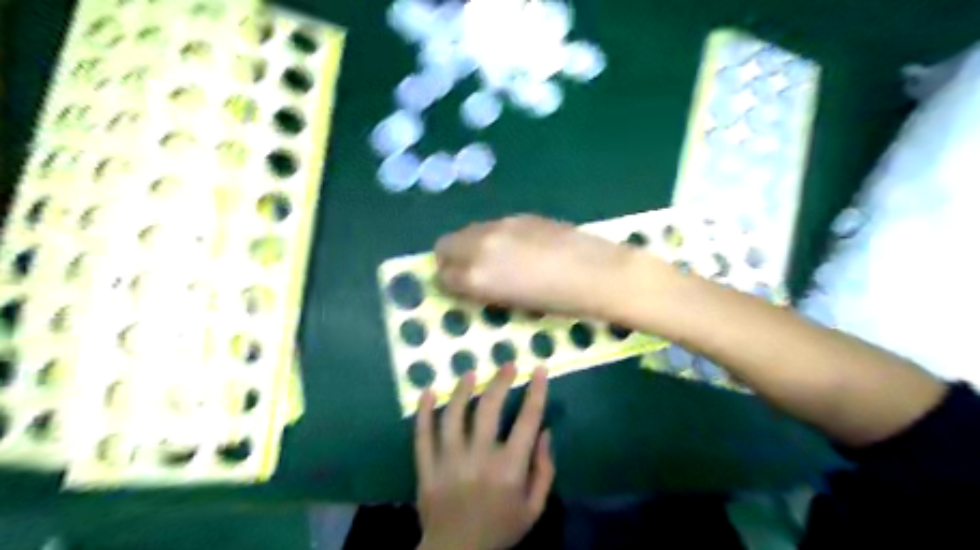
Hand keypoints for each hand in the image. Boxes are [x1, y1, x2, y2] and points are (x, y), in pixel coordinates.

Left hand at [412, 365, 549, 549]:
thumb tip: (545, 431)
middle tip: (507, 364)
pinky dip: (423, 412)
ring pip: (453, 415)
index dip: (536, 391)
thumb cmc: (500, 530)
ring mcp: (448, 462)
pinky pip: (421, 435)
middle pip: (489, 409)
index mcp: (509, 470)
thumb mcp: (534, 508)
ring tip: (470, 373)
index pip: (527, 420)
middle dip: (500, 381)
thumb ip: (544, 470)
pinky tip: (427, 391)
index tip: (538, 368)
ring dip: (462, 389)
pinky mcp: (426, 468)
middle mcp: (478, 459)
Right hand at [436, 214, 634, 317]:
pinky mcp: (519, 216)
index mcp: (476, 275)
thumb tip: (471, 283)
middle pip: (445, 245)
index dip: (448, 283)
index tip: (458, 288)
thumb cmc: (556, 303)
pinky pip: (492, 225)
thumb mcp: (512, 305)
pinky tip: (517, 247)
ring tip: (494, 259)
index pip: (442, 275)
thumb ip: (485, 290)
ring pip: (468, 231)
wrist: (595, 274)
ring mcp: (500, 226)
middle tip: (468, 271)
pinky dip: (492, 236)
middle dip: (450, 258)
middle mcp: (480, 245)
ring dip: (470, 244)